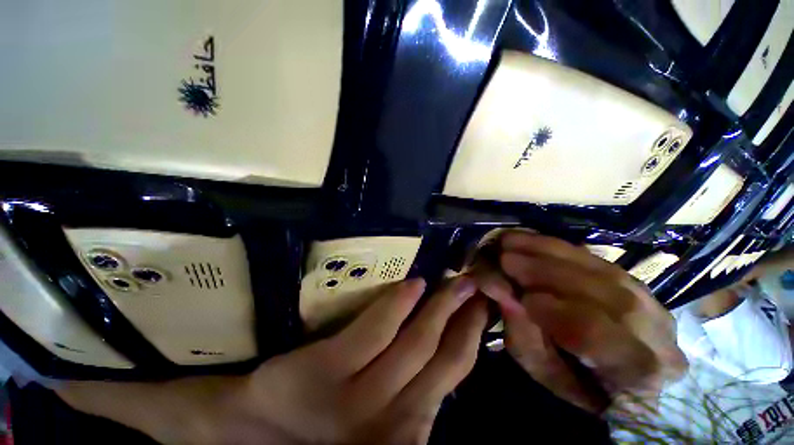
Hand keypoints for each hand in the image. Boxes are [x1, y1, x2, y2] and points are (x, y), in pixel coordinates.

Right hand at [58, 278, 486, 444]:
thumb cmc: (234, 441)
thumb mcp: (188, 421)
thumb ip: (138, 403)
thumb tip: (67, 385)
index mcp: (307, 395)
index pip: (364, 344)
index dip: (392, 312)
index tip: (418, 282)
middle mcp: (361, 412)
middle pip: (417, 351)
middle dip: (446, 312)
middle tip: (468, 278)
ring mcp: (398, 426)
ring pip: (443, 369)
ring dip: (463, 330)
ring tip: (478, 295)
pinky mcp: (417, 435)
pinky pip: (449, 384)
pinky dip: (463, 354)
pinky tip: (473, 327)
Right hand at [476, 232, 686, 414]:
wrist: (626, 380)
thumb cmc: (578, 383)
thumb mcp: (544, 372)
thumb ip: (525, 337)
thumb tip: (508, 298)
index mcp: (638, 373)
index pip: (602, 337)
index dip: (557, 312)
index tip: (518, 297)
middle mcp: (659, 334)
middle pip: (606, 294)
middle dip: (546, 272)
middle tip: (505, 259)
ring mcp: (653, 302)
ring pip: (600, 269)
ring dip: (549, 252)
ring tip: (511, 242)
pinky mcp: (637, 281)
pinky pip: (596, 259)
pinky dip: (558, 247)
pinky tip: (530, 240)